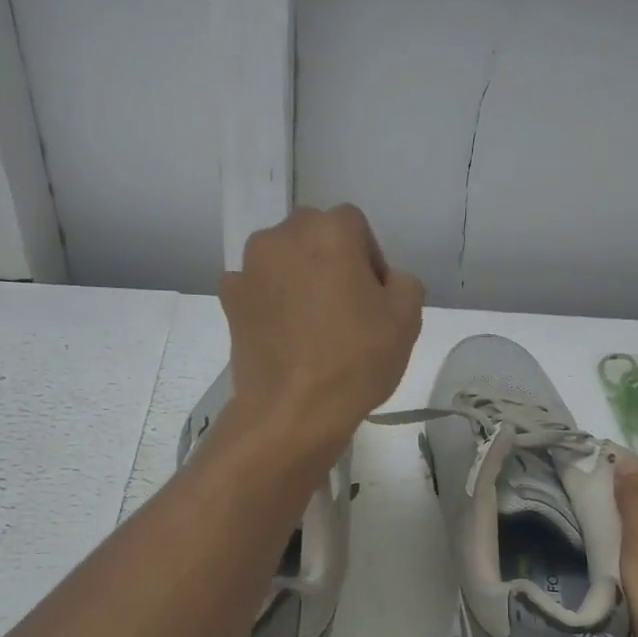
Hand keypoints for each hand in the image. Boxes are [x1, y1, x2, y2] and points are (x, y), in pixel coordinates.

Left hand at [219, 205, 424, 453]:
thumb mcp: (408, 318)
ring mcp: (249, 267)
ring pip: (282, 258)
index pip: (355, 225)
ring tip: (311, 322)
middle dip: (330, 259)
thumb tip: (384, 279)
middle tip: (344, 306)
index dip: (369, 258)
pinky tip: (282, 332)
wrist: (292, 411)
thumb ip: (403, 281)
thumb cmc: (356, 361)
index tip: (374, 297)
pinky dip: (268, 299)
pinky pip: (255, 286)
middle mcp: (283, 236)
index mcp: (329, 231)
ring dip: (297, 276)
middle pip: (313, 234)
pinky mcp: (228, 298)